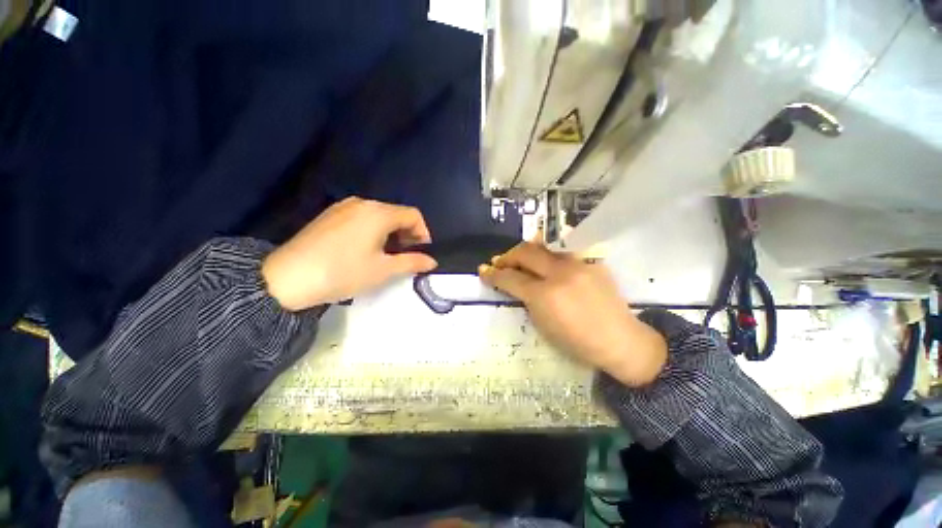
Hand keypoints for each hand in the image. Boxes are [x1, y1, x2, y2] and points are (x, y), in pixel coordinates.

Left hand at [262, 197, 437, 310]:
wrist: (287, 278)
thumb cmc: (343, 272)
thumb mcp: (383, 270)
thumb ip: (412, 262)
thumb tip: (432, 261)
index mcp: (378, 213)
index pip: (413, 215)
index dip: (424, 233)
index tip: (421, 253)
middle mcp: (363, 203)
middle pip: (396, 213)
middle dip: (407, 234)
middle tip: (406, 256)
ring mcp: (343, 207)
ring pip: (379, 215)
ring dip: (391, 233)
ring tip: (386, 255)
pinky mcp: (330, 215)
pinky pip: (362, 217)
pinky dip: (373, 230)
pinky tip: (365, 249)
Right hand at [479, 242, 666, 386]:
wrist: (619, 340)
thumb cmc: (577, 342)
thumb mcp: (543, 324)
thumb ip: (527, 299)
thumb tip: (514, 283)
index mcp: (545, 295)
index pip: (511, 278)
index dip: (493, 274)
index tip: (483, 270)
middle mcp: (560, 273)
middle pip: (525, 253)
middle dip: (508, 256)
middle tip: (499, 262)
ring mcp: (578, 263)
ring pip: (543, 246)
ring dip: (525, 251)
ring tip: (517, 258)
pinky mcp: (590, 261)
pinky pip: (561, 252)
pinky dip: (546, 254)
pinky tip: (542, 260)